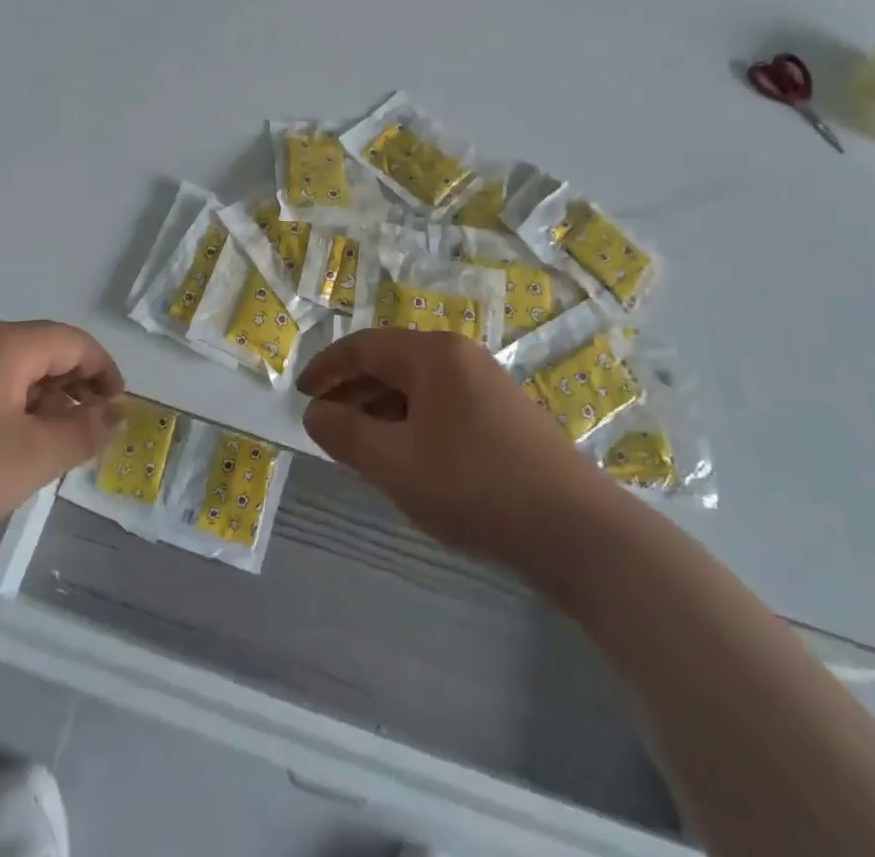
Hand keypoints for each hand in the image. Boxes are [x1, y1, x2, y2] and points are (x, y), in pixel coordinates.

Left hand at [0, 321, 123, 591]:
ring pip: (5, 376)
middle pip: (39, 354)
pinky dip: (1, 417)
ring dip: (37, 407)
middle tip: (85, 438)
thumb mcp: (32, 459)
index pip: (73, 342)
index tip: (119, 411)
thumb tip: (117, 413)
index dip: (105, 372)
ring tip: (43, 454)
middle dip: (72, 391)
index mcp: (3, 344)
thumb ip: (84, 432)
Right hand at [298, 329, 608, 573]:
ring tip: (357, 442)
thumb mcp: (395, 464)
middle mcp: (460, 357)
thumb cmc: (474, 486)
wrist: (575, 528)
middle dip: (352, 389)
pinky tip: (406, 455)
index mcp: (433, 354)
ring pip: (417, 386)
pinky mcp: (504, 414)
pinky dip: (411, 422)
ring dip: (380, 408)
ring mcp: (487, 384)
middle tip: (323, 421)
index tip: (300, 393)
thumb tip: (316, 412)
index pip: (364, 347)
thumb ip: (346, 434)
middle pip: (391, 363)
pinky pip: (441, 405)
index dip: (327, 368)